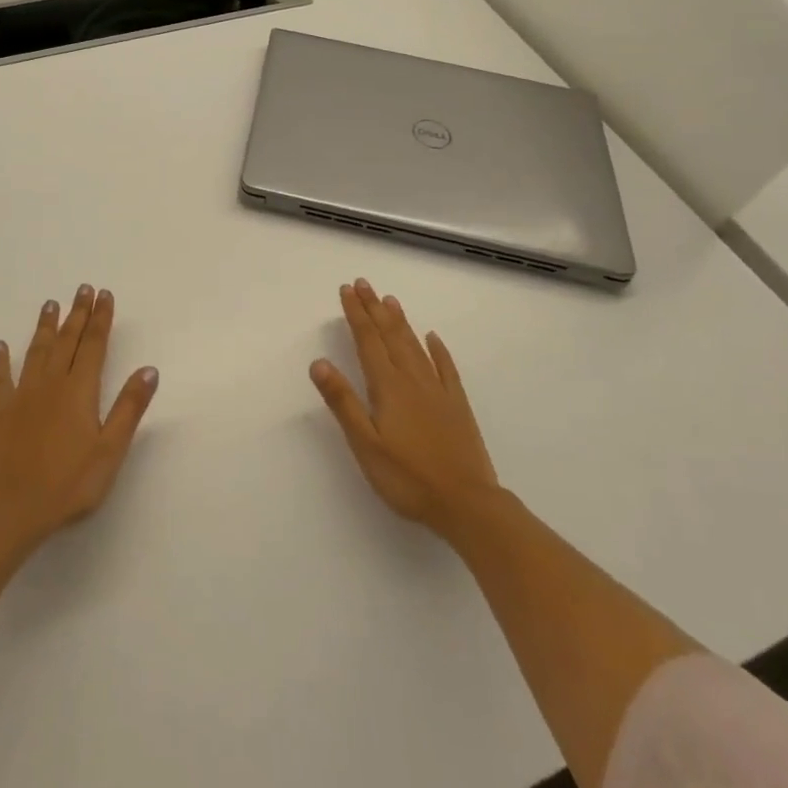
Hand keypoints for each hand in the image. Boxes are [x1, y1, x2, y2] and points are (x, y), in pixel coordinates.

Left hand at [0, 285, 158, 551]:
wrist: (13, 509)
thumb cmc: (70, 483)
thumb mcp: (110, 449)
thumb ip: (129, 407)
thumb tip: (148, 369)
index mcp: (80, 390)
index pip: (94, 345)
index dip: (101, 319)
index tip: (105, 295)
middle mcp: (51, 383)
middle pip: (67, 340)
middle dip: (78, 313)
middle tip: (83, 288)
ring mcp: (23, 395)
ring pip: (37, 350)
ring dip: (45, 326)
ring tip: (51, 303)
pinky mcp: (0, 411)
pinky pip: (0, 378)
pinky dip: (1, 360)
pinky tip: (1, 346)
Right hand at [310, 278, 500, 537]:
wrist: (467, 504)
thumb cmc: (408, 478)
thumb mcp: (366, 444)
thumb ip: (343, 402)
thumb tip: (319, 362)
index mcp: (388, 387)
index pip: (368, 341)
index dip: (356, 314)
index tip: (347, 290)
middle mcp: (412, 380)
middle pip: (390, 336)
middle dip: (374, 308)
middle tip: (364, 283)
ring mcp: (438, 391)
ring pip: (415, 346)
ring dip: (400, 321)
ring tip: (390, 300)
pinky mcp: (457, 406)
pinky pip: (446, 368)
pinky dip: (437, 350)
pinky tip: (433, 338)